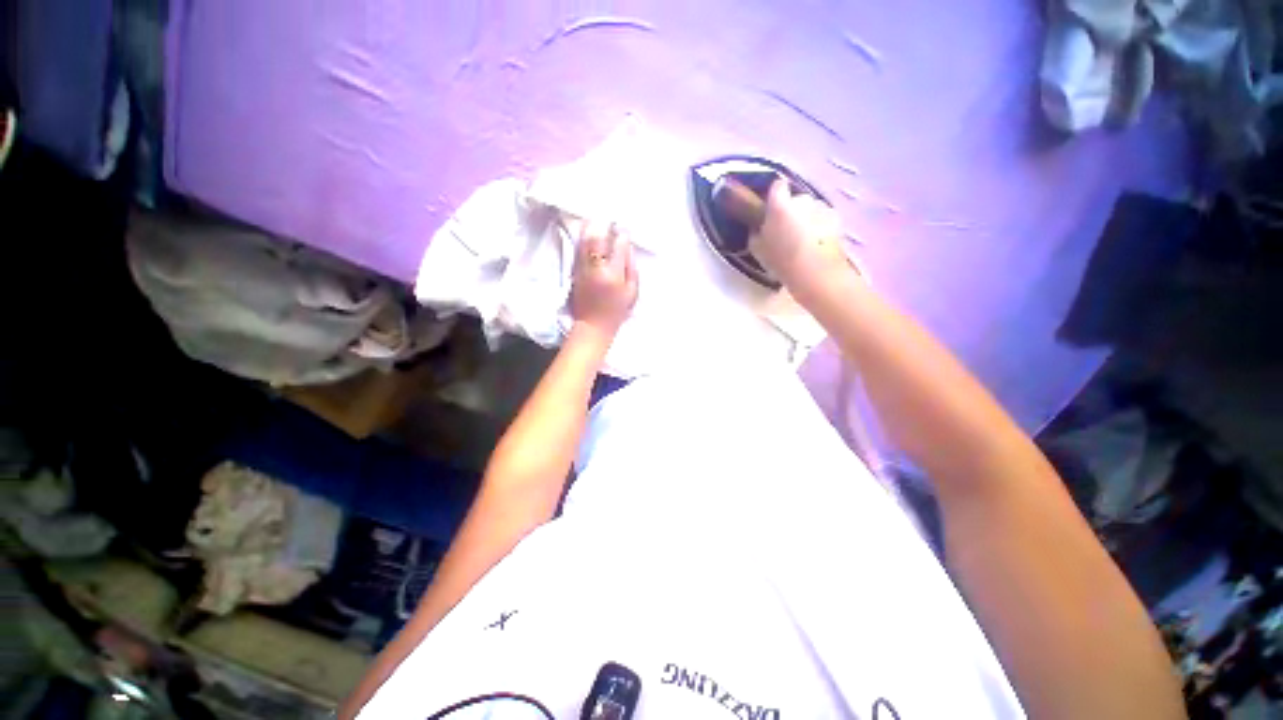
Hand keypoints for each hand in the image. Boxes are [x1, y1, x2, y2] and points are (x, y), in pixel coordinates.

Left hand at [570, 221, 638, 336]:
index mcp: (613, 274)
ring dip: (591, 227)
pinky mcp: (574, 270)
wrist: (592, 325)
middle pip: (597, 237)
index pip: (618, 245)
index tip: (624, 229)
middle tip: (608, 218)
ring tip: (597, 219)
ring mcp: (583, 268)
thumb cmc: (616, 311)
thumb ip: (631, 268)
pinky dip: (584, 238)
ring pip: (585, 241)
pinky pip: (579, 249)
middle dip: (603, 224)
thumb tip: (628, 247)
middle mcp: (596, 267)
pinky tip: (588, 233)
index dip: (622, 234)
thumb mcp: (632, 292)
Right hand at [749, 179, 850, 287]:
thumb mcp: (757, 249)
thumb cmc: (781, 260)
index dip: (774, 196)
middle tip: (785, 232)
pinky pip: (823, 218)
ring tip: (802, 241)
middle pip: (795, 199)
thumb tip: (759, 227)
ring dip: (806, 219)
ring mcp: (821, 207)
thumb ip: (756, 232)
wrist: (814, 272)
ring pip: (810, 209)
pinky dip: (820, 227)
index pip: (777, 186)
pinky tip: (816, 244)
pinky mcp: (836, 218)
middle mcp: (802, 199)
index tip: (770, 210)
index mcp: (779, 204)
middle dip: (791, 211)